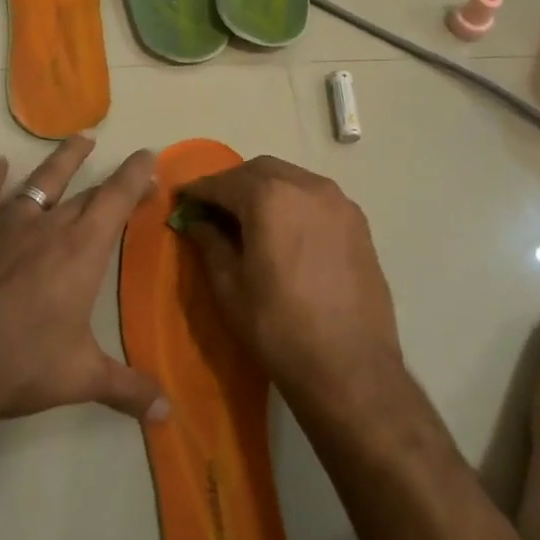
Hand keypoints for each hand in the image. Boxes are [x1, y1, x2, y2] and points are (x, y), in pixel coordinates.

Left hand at [0, 136, 169, 427]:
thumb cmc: (22, 365)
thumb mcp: (83, 378)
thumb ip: (128, 389)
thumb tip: (168, 413)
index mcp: (81, 251)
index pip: (116, 199)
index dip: (135, 175)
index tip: (149, 156)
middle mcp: (47, 227)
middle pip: (85, 192)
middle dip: (111, 178)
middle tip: (128, 169)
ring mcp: (5, 227)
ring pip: (40, 183)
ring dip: (62, 160)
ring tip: (79, 140)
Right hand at [178, 156, 401, 410]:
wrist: (351, 368)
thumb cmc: (278, 327)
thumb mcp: (229, 286)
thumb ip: (210, 242)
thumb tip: (196, 222)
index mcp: (270, 198)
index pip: (223, 182)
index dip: (198, 190)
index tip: (181, 200)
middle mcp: (307, 187)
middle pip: (259, 171)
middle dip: (231, 184)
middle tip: (212, 209)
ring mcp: (339, 203)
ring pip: (290, 179)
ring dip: (264, 190)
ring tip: (247, 219)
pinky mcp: (358, 223)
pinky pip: (315, 198)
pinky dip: (291, 202)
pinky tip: (283, 231)